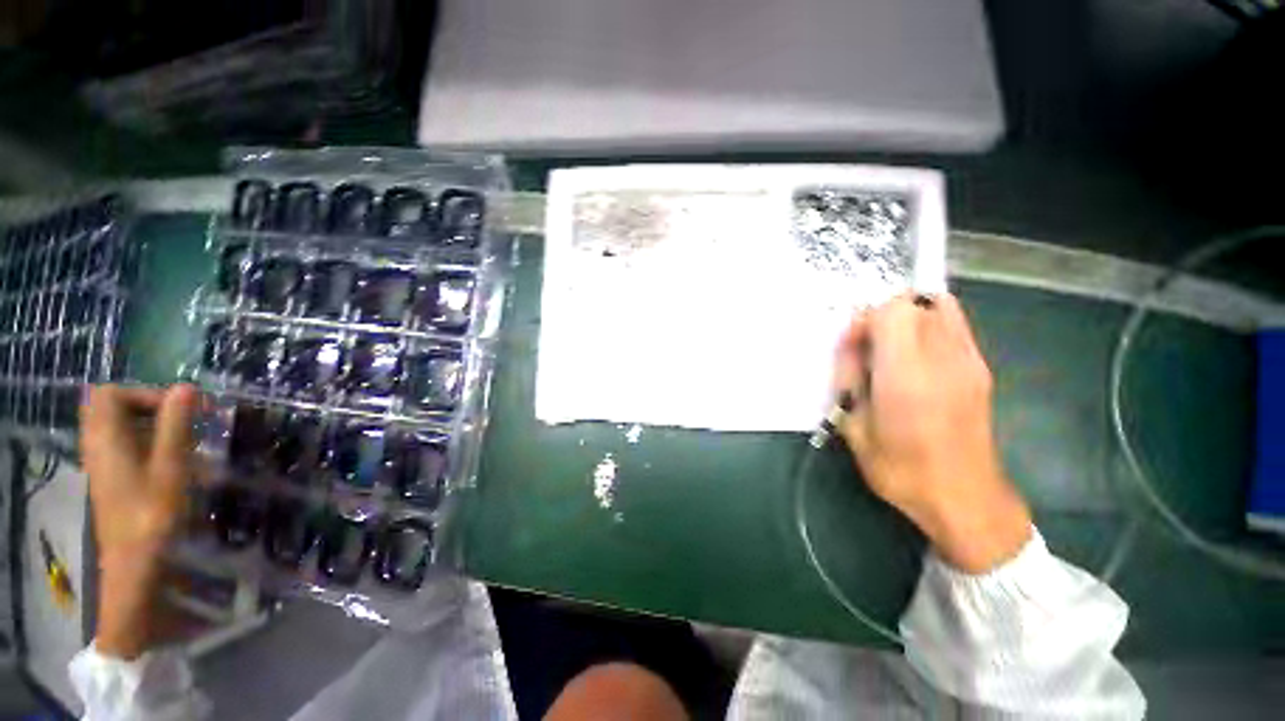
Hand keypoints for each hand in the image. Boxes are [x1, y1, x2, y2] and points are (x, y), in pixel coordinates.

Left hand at [80, 384, 198, 658]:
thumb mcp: (171, 467)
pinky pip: (118, 444)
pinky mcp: (108, 478)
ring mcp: (100, 463)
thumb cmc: (153, 513)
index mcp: (106, 439)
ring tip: (178, 438)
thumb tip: (186, 388)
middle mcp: (96, 445)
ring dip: (145, 423)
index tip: (180, 409)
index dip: (144, 393)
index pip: (111, 394)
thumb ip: (175, 425)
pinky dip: (141, 440)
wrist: (135, 563)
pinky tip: (165, 458)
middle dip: (145, 405)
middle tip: (179, 419)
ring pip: (113, 426)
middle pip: (108, 407)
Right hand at [834, 294, 1030, 572]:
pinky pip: (954, 324)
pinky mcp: (981, 368)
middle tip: (868, 351)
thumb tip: (852, 348)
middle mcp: (942, 360)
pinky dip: (928, 326)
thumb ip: (850, 380)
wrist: (963, 497)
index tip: (853, 346)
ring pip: (938, 306)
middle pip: (913, 303)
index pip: (891, 311)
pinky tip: (915, 359)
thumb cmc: (899, 469)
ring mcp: (968, 361)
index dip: (865, 320)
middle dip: (881, 318)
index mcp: (906, 377)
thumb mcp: (854, 427)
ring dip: (907, 318)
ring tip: (891, 350)